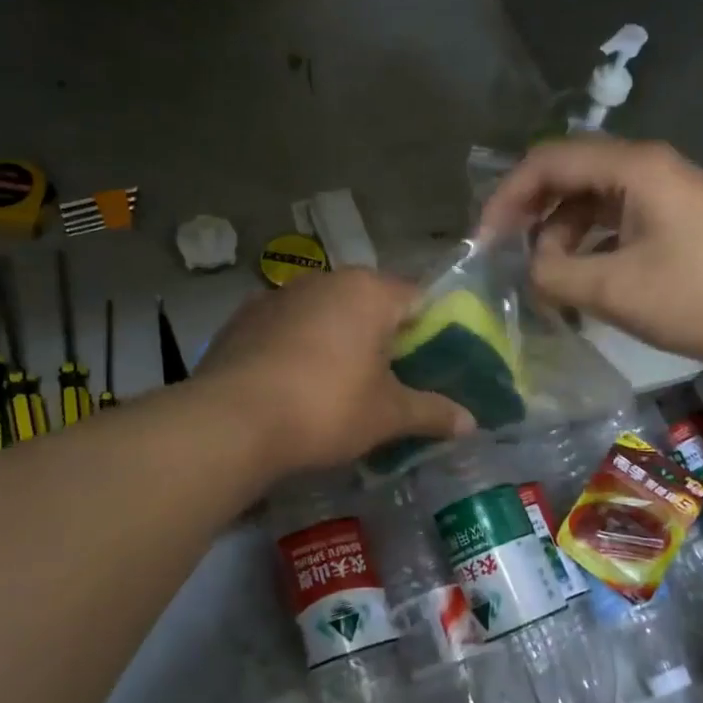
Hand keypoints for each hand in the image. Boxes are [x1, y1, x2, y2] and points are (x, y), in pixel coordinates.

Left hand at [198, 269, 473, 473]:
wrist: (231, 422)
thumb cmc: (326, 408)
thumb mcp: (387, 416)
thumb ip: (432, 413)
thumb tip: (471, 422)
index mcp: (368, 291)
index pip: (416, 297)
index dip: (430, 328)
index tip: (431, 362)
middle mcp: (324, 280)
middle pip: (368, 302)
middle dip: (381, 335)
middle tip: (389, 378)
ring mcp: (277, 294)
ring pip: (324, 312)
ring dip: (336, 338)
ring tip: (337, 384)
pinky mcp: (241, 318)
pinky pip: (286, 326)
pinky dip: (297, 346)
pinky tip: (292, 382)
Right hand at [478, 137, 702, 368]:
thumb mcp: (617, 290)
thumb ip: (555, 275)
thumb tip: (528, 269)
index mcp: (632, 168)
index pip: (547, 161)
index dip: (506, 197)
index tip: (484, 242)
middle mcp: (646, 168)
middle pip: (568, 176)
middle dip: (530, 215)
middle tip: (506, 259)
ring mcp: (665, 192)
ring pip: (591, 201)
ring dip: (560, 236)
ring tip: (545, 280)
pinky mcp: (676, 218)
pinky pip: (616, 221)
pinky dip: (589, 246)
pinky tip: (582, 281)